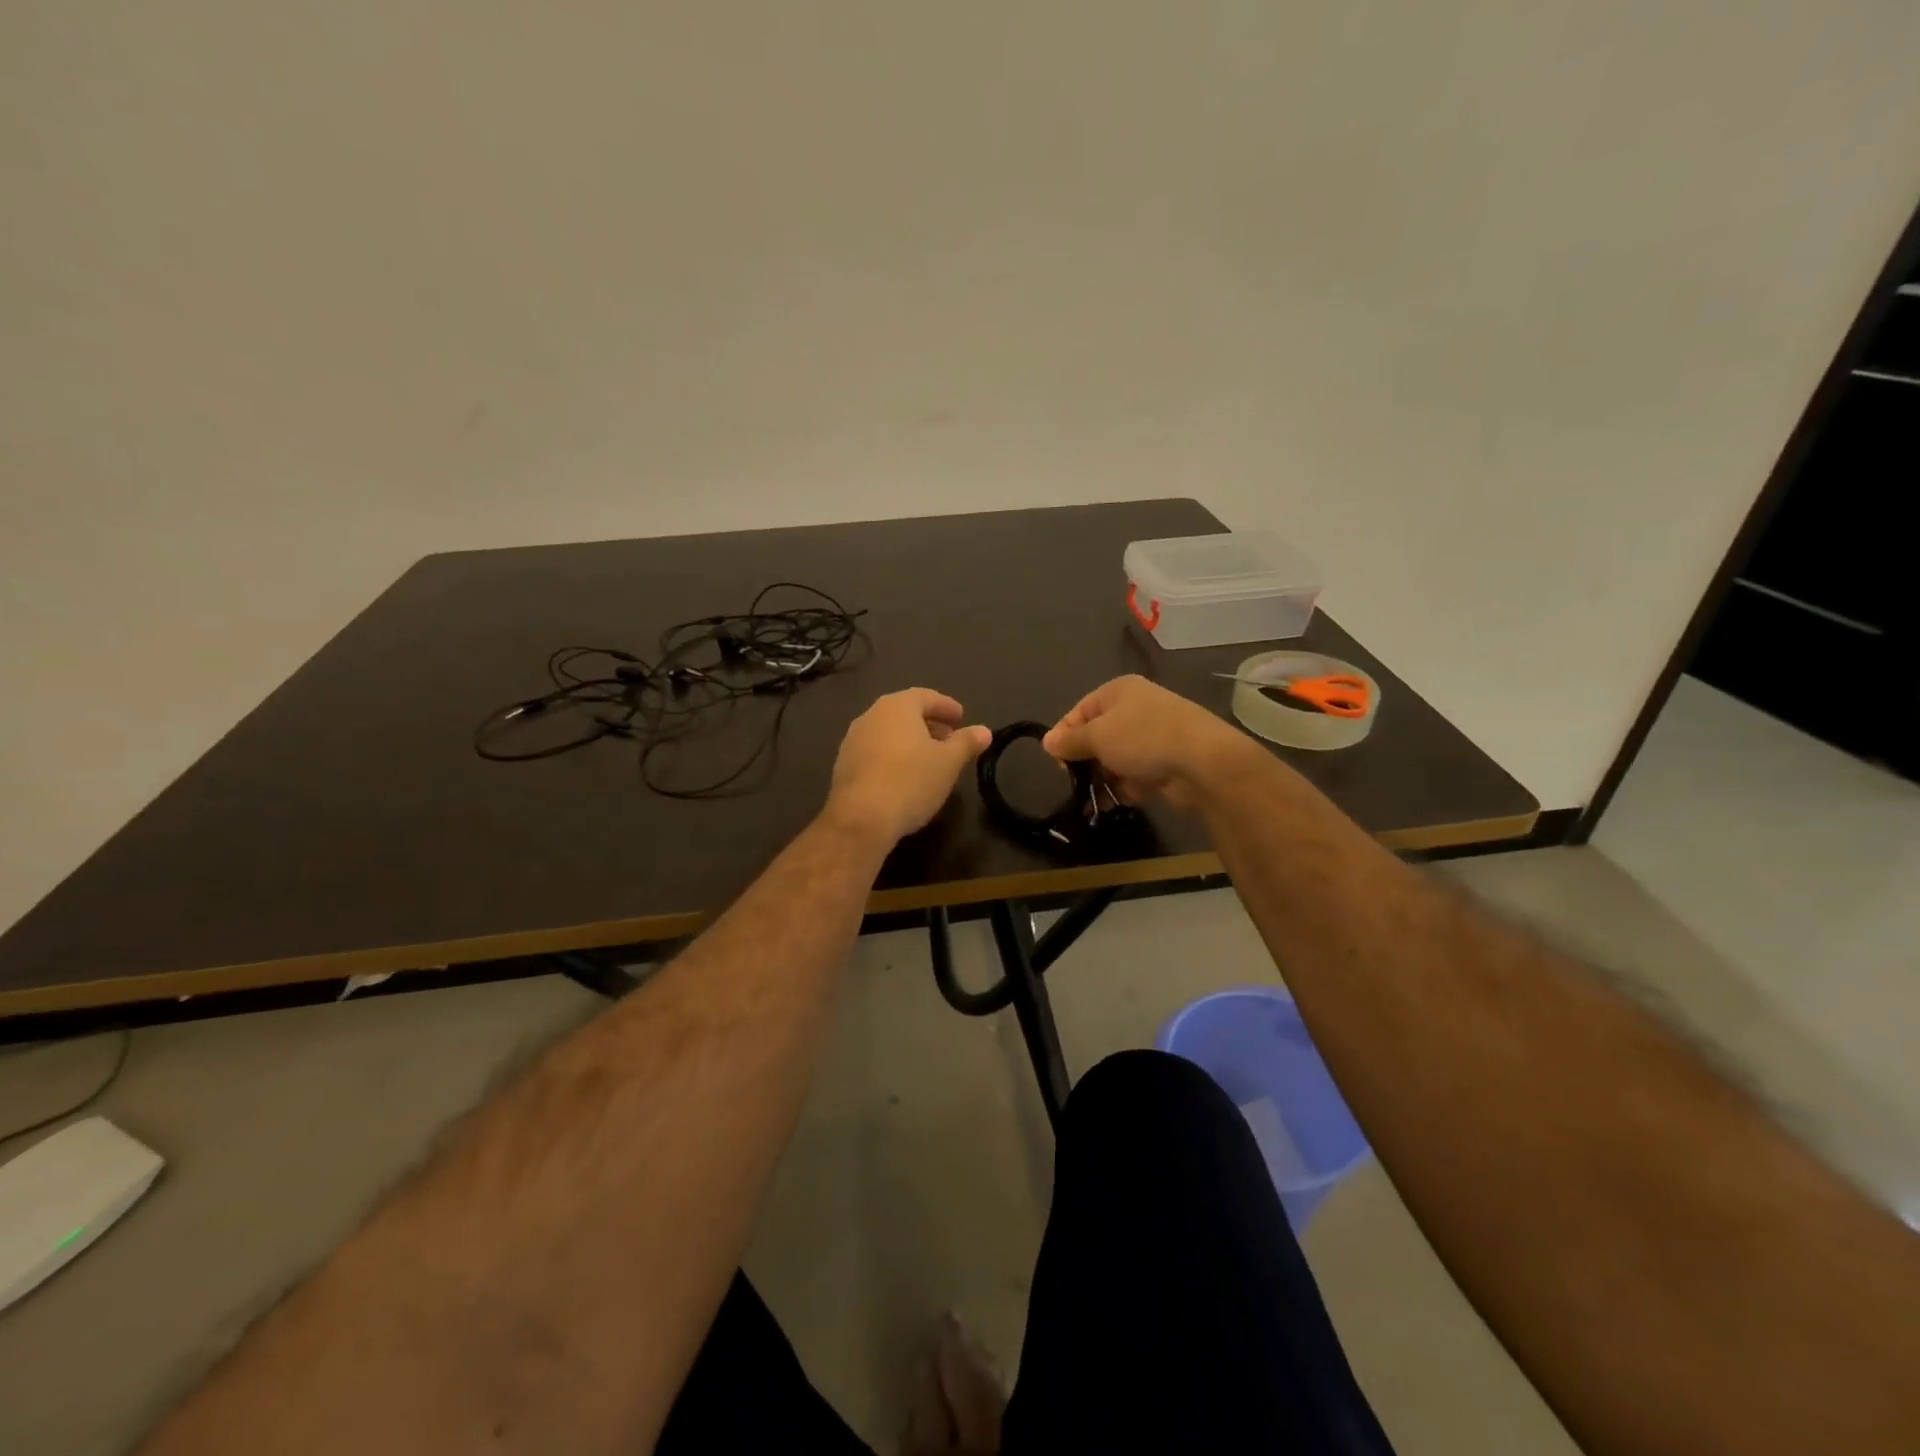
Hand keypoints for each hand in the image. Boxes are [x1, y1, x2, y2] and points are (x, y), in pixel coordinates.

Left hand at [826, 688, 991, 845]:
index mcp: (897, 706)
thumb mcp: (949, 762)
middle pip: (905, 712)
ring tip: (929, 759)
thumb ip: (966, 742)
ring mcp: (853, 740)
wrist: (861, 818)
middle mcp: (871, 716)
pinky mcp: (843, 765)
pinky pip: (875, 751)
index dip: (946, 706)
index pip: (926, 696)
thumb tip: (984, 730)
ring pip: (888, 732)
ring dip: (910, 740)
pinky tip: (904, 776)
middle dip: (929, 723)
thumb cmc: (911, 781)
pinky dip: (893, 755)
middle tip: (949, 738)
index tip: (961, 718)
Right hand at [1042, 675, 1260, 809]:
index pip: (1078, 712)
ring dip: (1102, 779)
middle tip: (1076, 781)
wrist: (1203, 761)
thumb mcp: (1097, 736)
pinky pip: (1134, 775)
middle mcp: (1135, 709)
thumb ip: (1070, 741)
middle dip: (1084, 761)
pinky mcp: (1165, 762)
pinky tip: (1113, 804)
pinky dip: (1123, 788)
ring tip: (1093, 800)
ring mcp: (1152, 736)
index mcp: (1118, 691)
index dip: (1064, 737)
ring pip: (1115, 759)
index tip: (1058, 763)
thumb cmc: (1143, 738)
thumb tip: (1048, 742)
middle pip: (1097, 737)